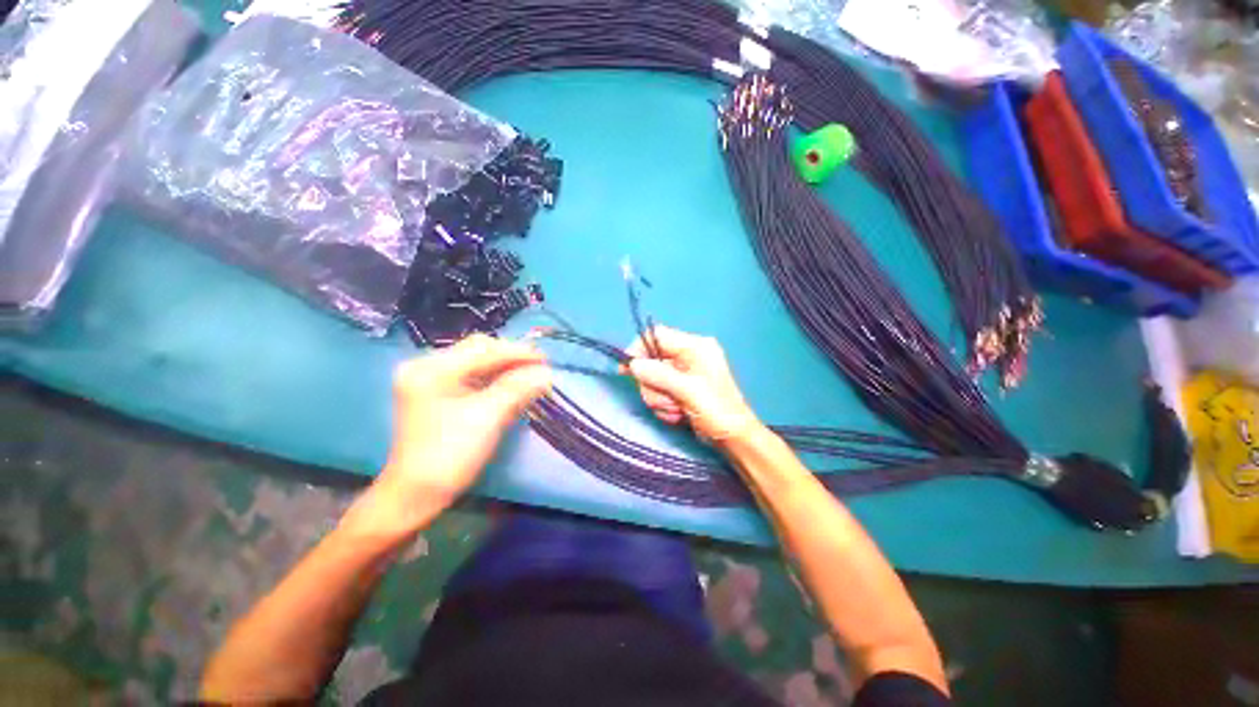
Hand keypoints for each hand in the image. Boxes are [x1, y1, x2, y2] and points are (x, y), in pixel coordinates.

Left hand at [346, 335, 551, 541]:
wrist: (416, 496)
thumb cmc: (449, 454)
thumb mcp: (487, 417)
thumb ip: (518, 388)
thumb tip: (547, 372)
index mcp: (431, 369)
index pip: (483, 350)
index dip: (518, 353)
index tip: (546, 360)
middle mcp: (427, 367)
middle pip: (478, 352)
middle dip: (511, 358)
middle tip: (540, 367)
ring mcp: (431, 381)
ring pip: (477, 364)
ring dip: (505, 369)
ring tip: (531, 375)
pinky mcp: (438, 395)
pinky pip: (472, 378)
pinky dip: (495, 380)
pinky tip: (513, 386)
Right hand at [626, 326, 761, 445]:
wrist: (733, 437)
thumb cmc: (716, 410)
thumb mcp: (687, 391)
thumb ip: (659, 375)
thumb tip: (633, 364)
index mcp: (694, 347)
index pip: (657, 335)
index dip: (639, 349)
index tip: (627, 369)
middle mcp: (688, 355)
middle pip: (651, 361)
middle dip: (653, 385)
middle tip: (666, 400)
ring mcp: (683, 373)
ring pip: (652, 380)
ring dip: (659, 399)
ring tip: (676, 410)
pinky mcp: (680, 388)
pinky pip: (659, 392)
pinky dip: (664, 406)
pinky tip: (678, 415)